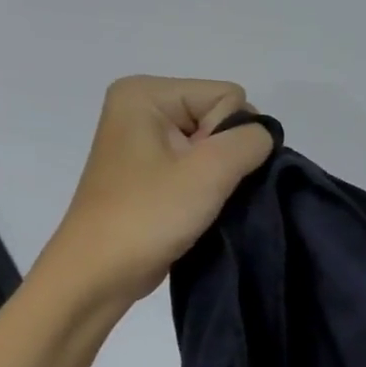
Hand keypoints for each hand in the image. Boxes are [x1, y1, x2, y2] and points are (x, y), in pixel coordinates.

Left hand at [39, 76, 273, 306]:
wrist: (100, 273)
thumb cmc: (148, 217)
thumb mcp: (208, 172)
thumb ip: (250, 141)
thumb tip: (265, 138)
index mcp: (146, 94)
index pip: (229, 96)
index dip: (233, 136)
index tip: (206, 172)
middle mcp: (143, 108)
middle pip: (223, 118)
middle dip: (229, 155)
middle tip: (205, 190)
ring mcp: (147, 141)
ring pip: (217, 145)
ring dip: (222, 176)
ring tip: (203, 202)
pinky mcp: (153, 171)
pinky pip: (202, 165)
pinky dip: (211, 187)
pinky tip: (199, 208)